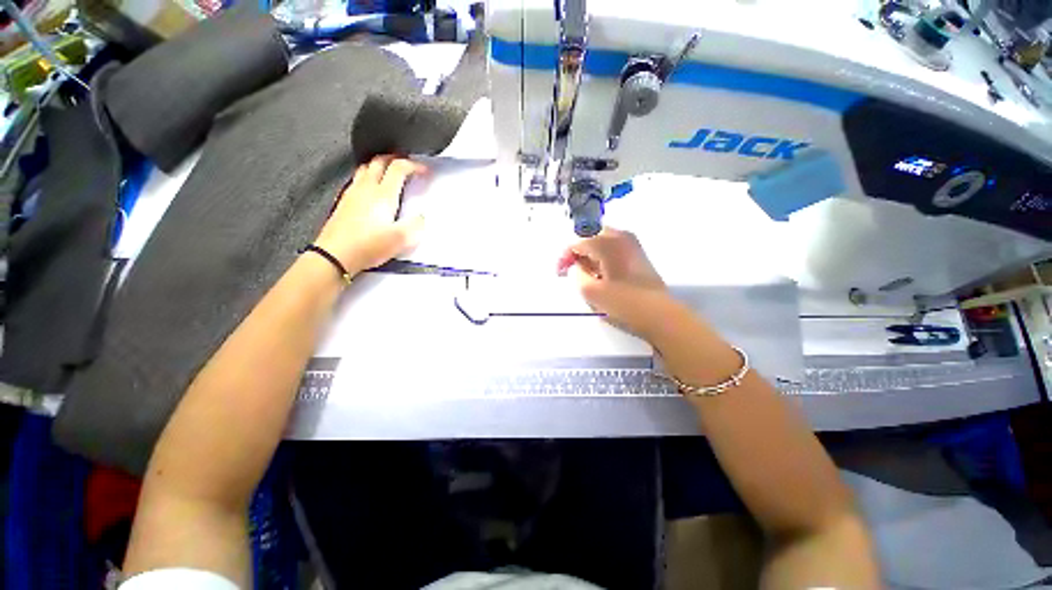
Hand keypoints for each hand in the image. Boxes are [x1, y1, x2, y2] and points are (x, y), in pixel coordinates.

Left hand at [313, 155, 426, 273]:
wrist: (335, 255)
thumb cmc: (369, 246)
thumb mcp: (401, 239)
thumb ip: (416, 225)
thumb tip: (421, 217)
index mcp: (383, 195)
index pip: (398, 168)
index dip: (414, 165)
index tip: (425, 170)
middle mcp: (366, 188)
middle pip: (379, 161)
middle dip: (395, 158)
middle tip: (407, 163)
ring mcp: (352, 193)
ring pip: (366, 168)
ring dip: (380, 165)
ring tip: (390, 171)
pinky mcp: (343, 202)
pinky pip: (357, 179)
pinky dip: (368, 176)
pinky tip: (371, 188)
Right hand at [557, 228, 673, 337]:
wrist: (659, 314)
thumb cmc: (623, 302)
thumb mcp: (591, 291)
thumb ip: (576, 274)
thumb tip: (575, 266)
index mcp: (607, 242)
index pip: (577, 241)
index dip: (564, 256)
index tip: (559, 273)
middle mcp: (621, 236)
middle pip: (589, 236)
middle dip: (577, 253)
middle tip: (570, 271)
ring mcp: (632, 244)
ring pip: (601, 242)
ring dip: (589, 255)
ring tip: (585, 275)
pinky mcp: (638, 254)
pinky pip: (612, 248)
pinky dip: (601, 258)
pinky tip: (600, 275)